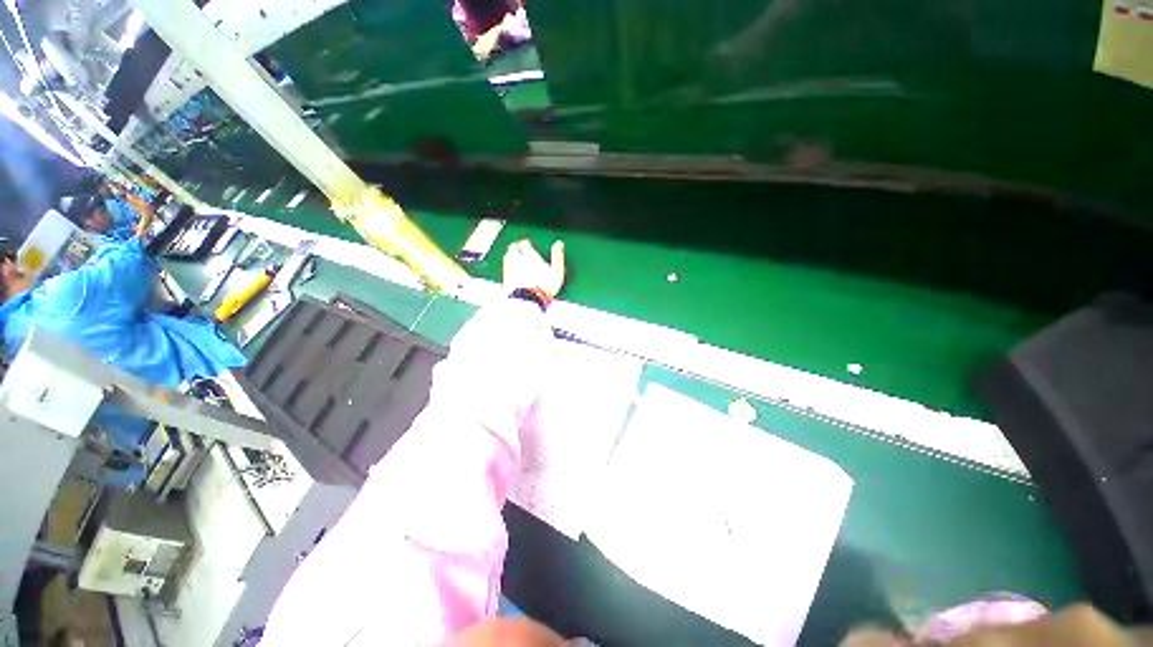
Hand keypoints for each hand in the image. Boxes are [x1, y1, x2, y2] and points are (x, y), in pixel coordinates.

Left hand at [502, 239, 565, 299]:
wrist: (528, 302)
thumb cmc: (544, 287)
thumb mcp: (556, 272)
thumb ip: (557, 257)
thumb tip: (559, 243)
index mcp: (529, 256)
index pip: (524, 243)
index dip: (526, 243)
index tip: (528, 244)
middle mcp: (517, 260)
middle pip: (512, 248)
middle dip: (515, 247)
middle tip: (519, 249)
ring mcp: (509, 270)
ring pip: (506, 257)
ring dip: (510, 255)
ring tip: (515, 258)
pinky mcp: (505, 279)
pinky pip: (505, 269)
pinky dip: (508, 267)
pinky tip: (512, 272)